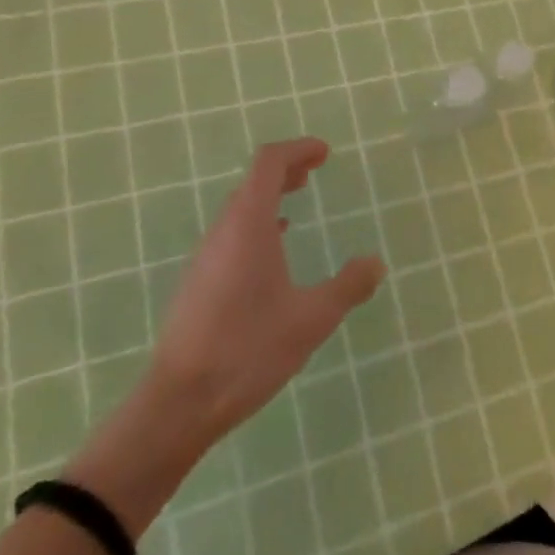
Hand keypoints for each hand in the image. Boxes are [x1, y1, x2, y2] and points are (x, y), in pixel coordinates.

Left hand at [154, 138, 385, 442]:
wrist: (179, 404)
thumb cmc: (248, 349)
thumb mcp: (312, 319)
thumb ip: (348, 286)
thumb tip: (375, 262)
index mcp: (248, 225)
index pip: (269, 163)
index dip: (297, 150)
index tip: (324, 153)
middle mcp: (223, 232)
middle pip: (252, 182)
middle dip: (285, 171)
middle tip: (314, 171)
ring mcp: (205, 258)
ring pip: (239, 210)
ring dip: (268, 198)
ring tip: (296, 205)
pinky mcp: (198, 284)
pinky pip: (230, 235)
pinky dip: (256, 225)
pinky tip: (272, 252)